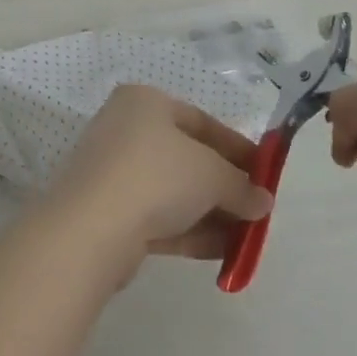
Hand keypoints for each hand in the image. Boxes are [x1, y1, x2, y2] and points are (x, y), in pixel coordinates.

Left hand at [46, 84, 274, 264]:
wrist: (91, 228)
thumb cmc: (156, 175)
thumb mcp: (211, 174)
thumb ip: (240, 186)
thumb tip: (263, 201)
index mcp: (146, 102)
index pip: (200, 121)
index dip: (237, 147)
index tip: (264, 172)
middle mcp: (126, 129)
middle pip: (187, 157)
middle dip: (224, 185)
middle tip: (256, 209)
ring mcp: (114, 173)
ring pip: (173, 192)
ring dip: (211, 214)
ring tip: (247, 239)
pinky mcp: (109, 214)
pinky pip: (158, 218)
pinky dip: (190, 232)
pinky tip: (223, 253)